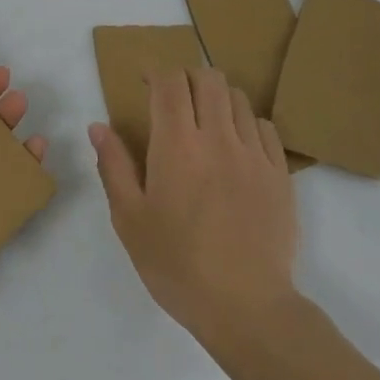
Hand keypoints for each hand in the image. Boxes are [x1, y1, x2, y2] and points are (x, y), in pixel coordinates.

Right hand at [90, 67, 298, 342]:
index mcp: (177, 145)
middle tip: (172, 97)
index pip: (170, 83)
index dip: (155, 73)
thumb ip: (113, 166)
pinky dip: (246, 123)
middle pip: (208, 79)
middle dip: (186, 76)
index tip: (144, 81)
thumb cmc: (176, 263)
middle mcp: (218, 137)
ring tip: (204, 120)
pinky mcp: (280, 174)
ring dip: (216, 97)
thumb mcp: (129, 218)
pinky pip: (265, 128)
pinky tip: (235, 145)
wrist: (245, 306)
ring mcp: (255, 154)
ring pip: (238, 99)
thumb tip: (98, 127)